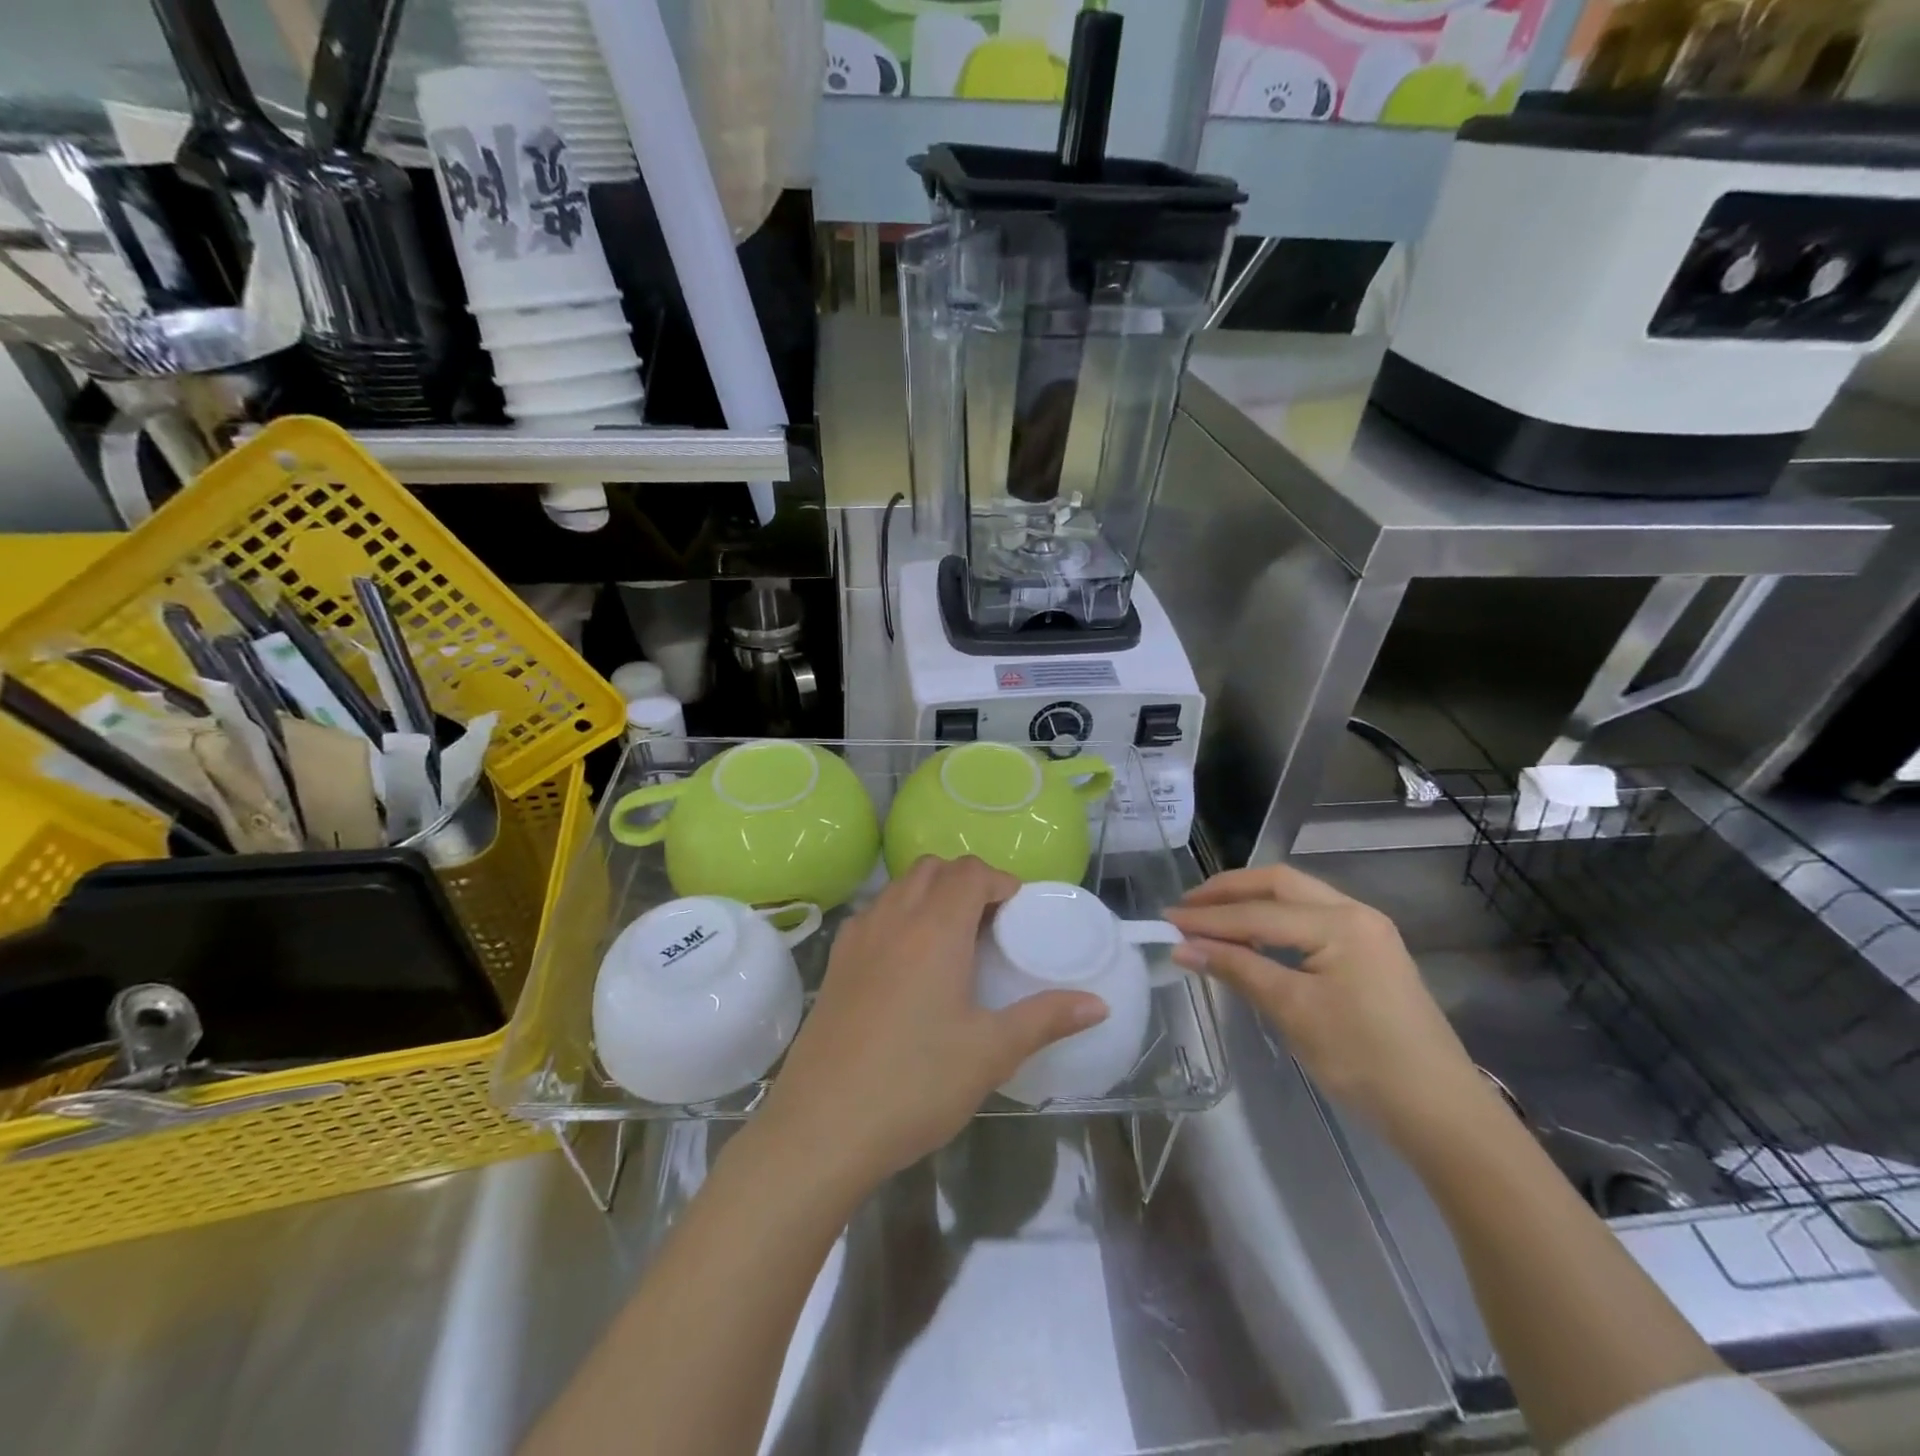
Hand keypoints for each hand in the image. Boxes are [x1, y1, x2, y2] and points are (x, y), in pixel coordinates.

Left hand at [758, 856, 1108, 1189]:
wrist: (822, 1127)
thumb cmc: (916, 1084)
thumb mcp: (990, 1053)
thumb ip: (1046, 1019)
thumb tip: (1098, 1004)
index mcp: (935, 929)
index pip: (970, 872)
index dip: (999, 881)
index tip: (1017, 912)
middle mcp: (893, 918)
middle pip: (932, 868)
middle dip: (965, 880)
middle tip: (990, 922)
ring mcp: (857, 938)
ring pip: (898, 886)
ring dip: (930, 893)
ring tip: (952, 939)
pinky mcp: (835, 963)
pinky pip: (873, 913)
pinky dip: (898, 914)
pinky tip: (907, 962)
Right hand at [1166, 863, 1491, 1140]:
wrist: (1442, 1113)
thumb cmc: (1364, 1060)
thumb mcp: (1293, 1012)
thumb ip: (1237, 969)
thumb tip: (1182, 946)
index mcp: (1340, 923)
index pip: (1258, 913)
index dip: (1208, 918)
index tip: (1165, 920)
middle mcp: (1355, 913)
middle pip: (1279, 884)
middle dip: (1229, 891)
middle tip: (1187, 906)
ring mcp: (1367, 932)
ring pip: (1296, 898)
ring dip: (1250, 902)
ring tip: (1209, 917)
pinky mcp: (1370, 954)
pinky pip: (1309, 920)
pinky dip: (1273, 921)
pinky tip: (1251, 937)